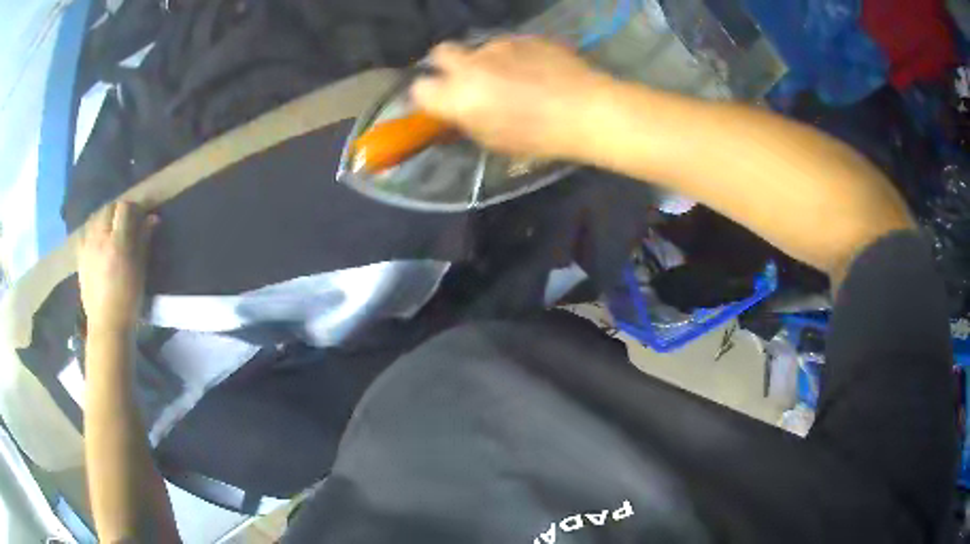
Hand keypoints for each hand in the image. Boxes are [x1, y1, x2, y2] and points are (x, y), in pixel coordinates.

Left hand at [78, 202, 158, 332]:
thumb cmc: (128, 299)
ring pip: (96, 217)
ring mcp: (88, 246)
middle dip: (119, 211)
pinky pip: (86, 232)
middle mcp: (100, 238)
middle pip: (109, 208)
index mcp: (118, 242)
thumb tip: (152, 218)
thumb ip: (143, 240)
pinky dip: (94, 230)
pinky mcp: (80, 255)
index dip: (134, 208)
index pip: (125, 208)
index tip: (141, 216)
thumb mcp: (140, 270)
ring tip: (112, 231)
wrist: (107, 324)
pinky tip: (98, 240)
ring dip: (106, 218)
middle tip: (127, 222)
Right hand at [411, 37, 612, 159]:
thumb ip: (466, 124)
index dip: (428, 95)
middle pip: (440, 52)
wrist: (586, 110)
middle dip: (447, 65)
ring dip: (487, 61)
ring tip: (516, 78)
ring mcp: (499, 45)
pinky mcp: (524, 37)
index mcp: (459, 96)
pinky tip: (537, 71)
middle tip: (468, 80)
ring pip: (480, 48)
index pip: (419, 88)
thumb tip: (454, 115)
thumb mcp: (494, 142)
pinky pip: (509, 45)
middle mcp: (472, 64)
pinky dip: (515, 56)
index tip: (441, 102)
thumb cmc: (539, 137)